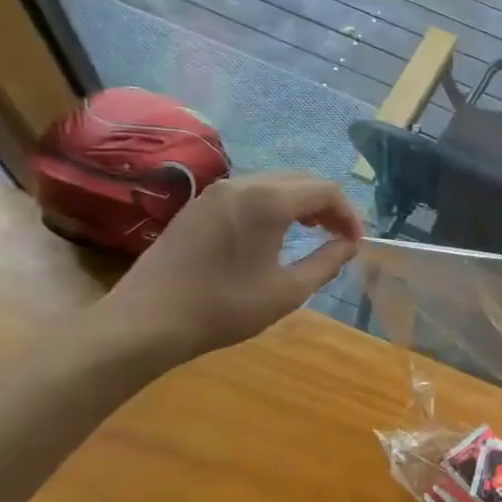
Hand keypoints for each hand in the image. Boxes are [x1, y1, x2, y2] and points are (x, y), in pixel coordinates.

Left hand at [92, 174, 363, 361]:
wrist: (146, 321)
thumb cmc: (224, 307)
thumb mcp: (288, 291)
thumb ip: (327, 262)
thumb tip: (349, 245)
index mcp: (268, 201)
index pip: (326, 190)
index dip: (349, 214)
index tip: (355, 243)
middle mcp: (242, 184)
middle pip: (301, 180)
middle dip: (327, 205)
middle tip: (339, 236)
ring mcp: (215, 192)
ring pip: (273, 183)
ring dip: (300, 203)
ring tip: (311, 232)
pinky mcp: (197, 206)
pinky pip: (248, 192)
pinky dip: (272, 205)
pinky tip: (272, 233)